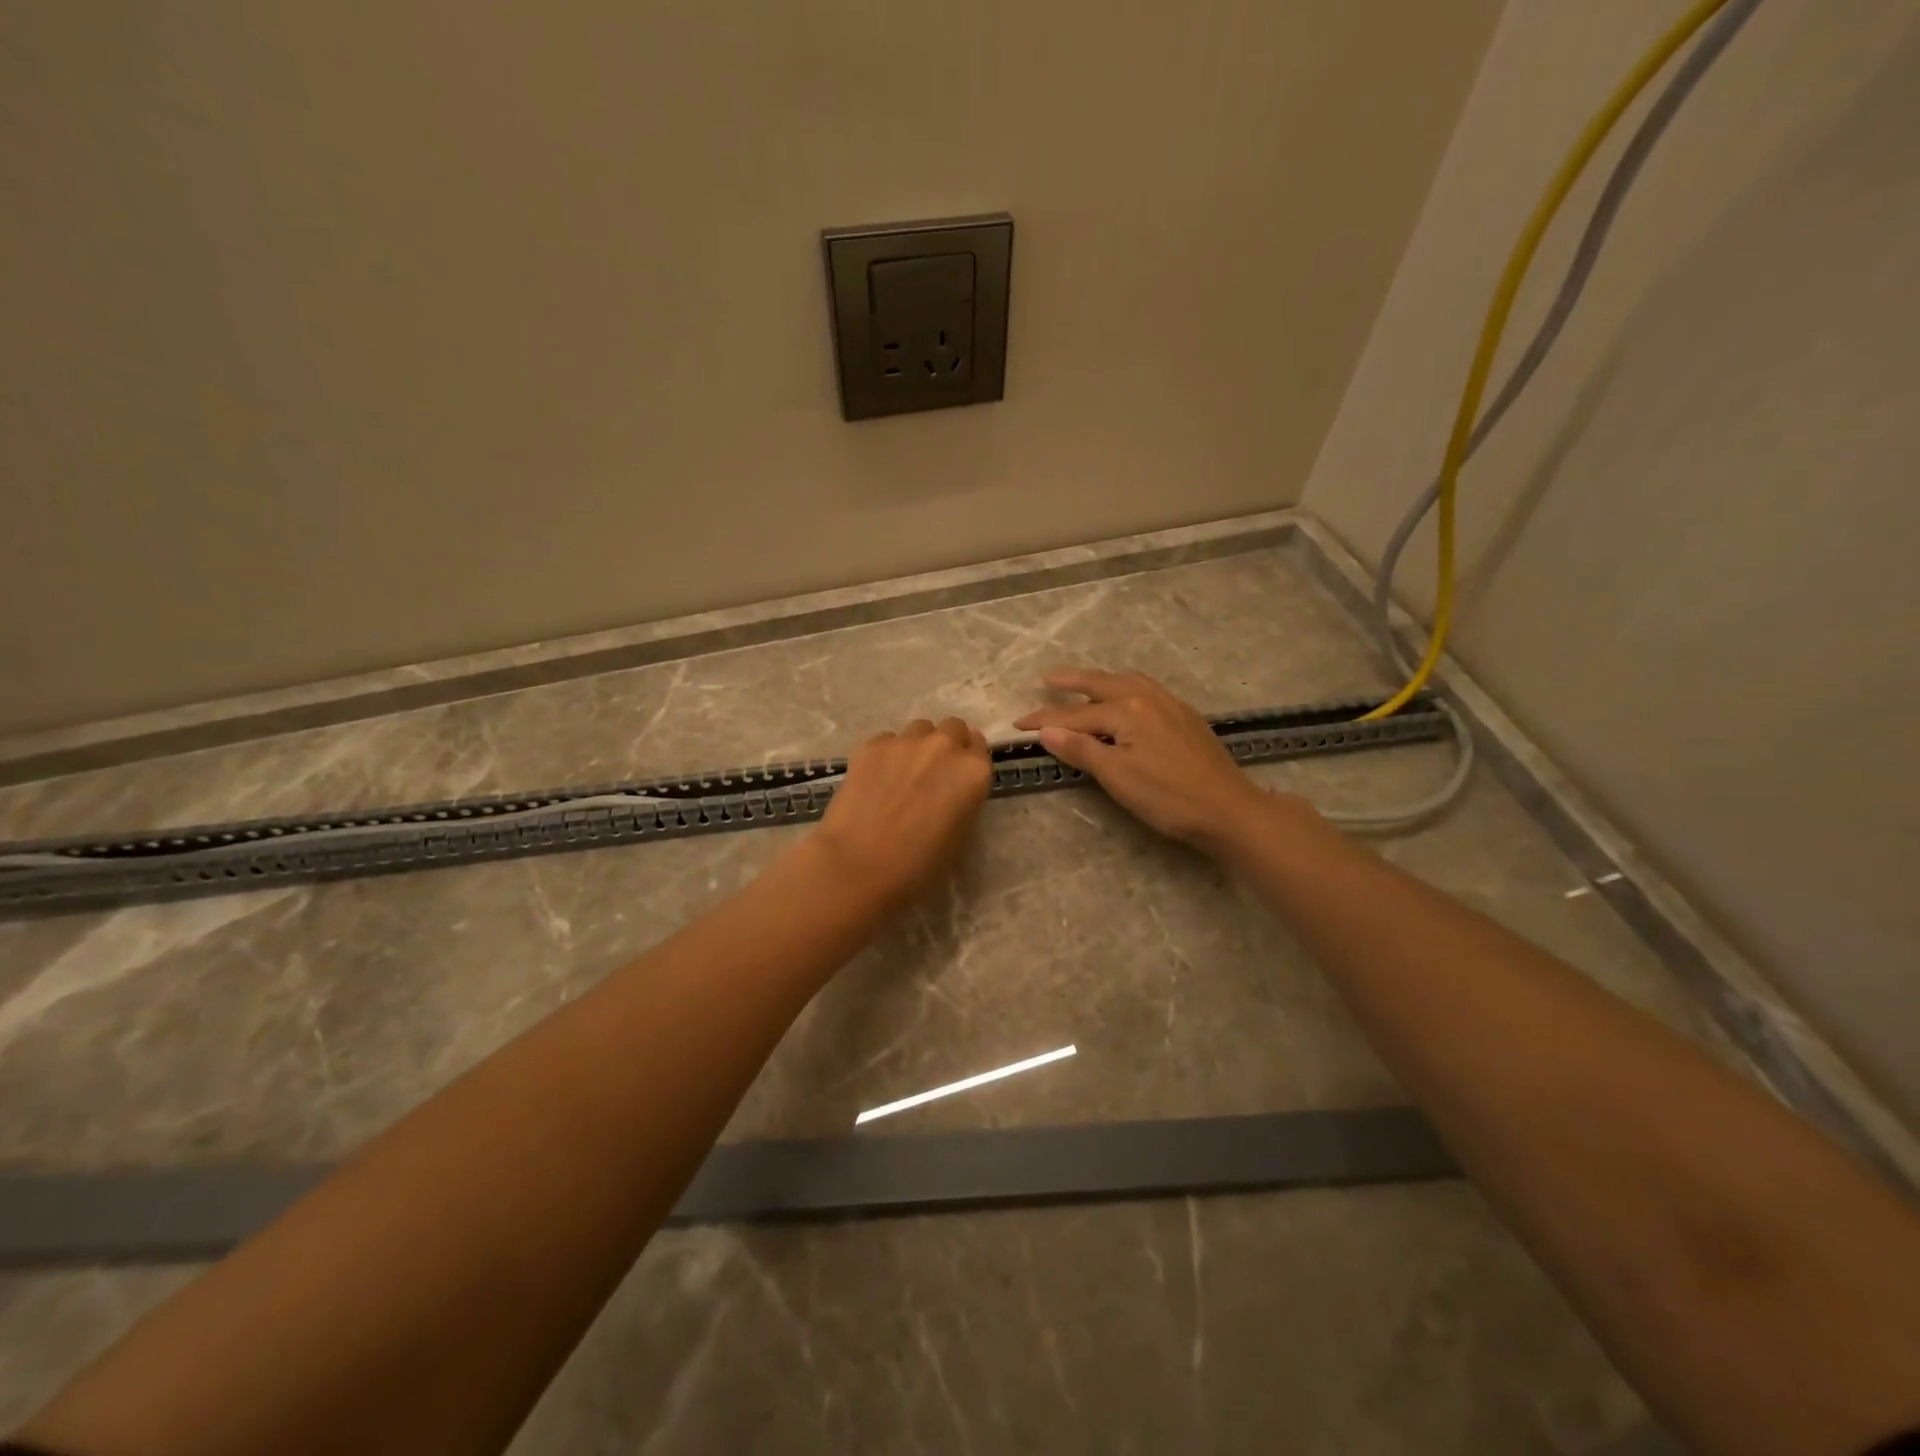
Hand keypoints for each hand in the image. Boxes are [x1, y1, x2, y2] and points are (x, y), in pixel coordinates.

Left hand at [814, 717, 992, 910]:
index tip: (957, 776)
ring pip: (919, 729)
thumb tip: (950, 791)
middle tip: (932, 774)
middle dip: (946, 745)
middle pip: (953, 728)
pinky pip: (887, 741)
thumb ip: (963, 800)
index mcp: (973, 771)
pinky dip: (886, 756)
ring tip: (902, 775)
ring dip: (917, 745)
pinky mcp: (872, 745)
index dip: (968, 760)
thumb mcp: (960, 835)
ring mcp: (906, 741)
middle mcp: (944, 746)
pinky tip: (874, 782)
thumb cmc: (918, 865)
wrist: (860, 865)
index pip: (979, 747)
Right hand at [1014, 669, 1301, 852]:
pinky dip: (1124, 687)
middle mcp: (1148, 697)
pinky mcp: (1185, 716)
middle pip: (1102, 685)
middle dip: (1072, 682)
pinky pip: (1145, 689)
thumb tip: (1047, 730)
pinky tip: (1126, 698)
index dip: (1045, 719)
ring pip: (1127, 682)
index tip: (1017, 724)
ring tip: (1083, 682)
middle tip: (1047, 678)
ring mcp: (1170, 704)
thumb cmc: (1167, 797)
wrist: (1228, 809)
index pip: (1076, 714)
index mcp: (1128, 710)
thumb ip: (1081, 749)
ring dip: (1100, 680)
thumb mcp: (1117, 776)